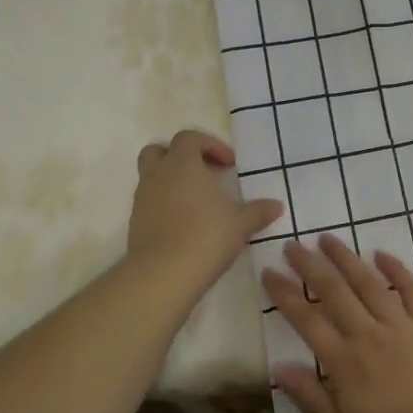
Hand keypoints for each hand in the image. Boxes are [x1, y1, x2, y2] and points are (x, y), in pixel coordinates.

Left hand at [128, 130, 282, 291]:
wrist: (162, 274)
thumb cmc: (205, 236)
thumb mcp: (240, 224)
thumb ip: (258, 211)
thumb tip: (277, 206)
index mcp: (182, 164)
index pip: (189, 138)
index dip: (210, 145)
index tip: (229, 165)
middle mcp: (157, 175)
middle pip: (159, 150)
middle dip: (181, 157)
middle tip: (203, 174)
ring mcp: (142, 198)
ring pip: (152, 176)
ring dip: (172, 181)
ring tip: (197, 202)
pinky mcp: (135, 222)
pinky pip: (149, 202)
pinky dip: (164, 204)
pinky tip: (184, 224)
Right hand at [263, 235, 412, 412]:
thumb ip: (309, 396)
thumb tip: (278, 366)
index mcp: (343, 361)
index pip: (306, 320)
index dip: (284, 294)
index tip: (268, 272)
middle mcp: (368, 334)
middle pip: (333, 292)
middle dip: (310, 265)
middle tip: (292, 245)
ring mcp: (401, 325)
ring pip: (368, 282)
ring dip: (345, 258)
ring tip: (328, 238)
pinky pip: (411, 289)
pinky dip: (395, 269)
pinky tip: (380, 253)